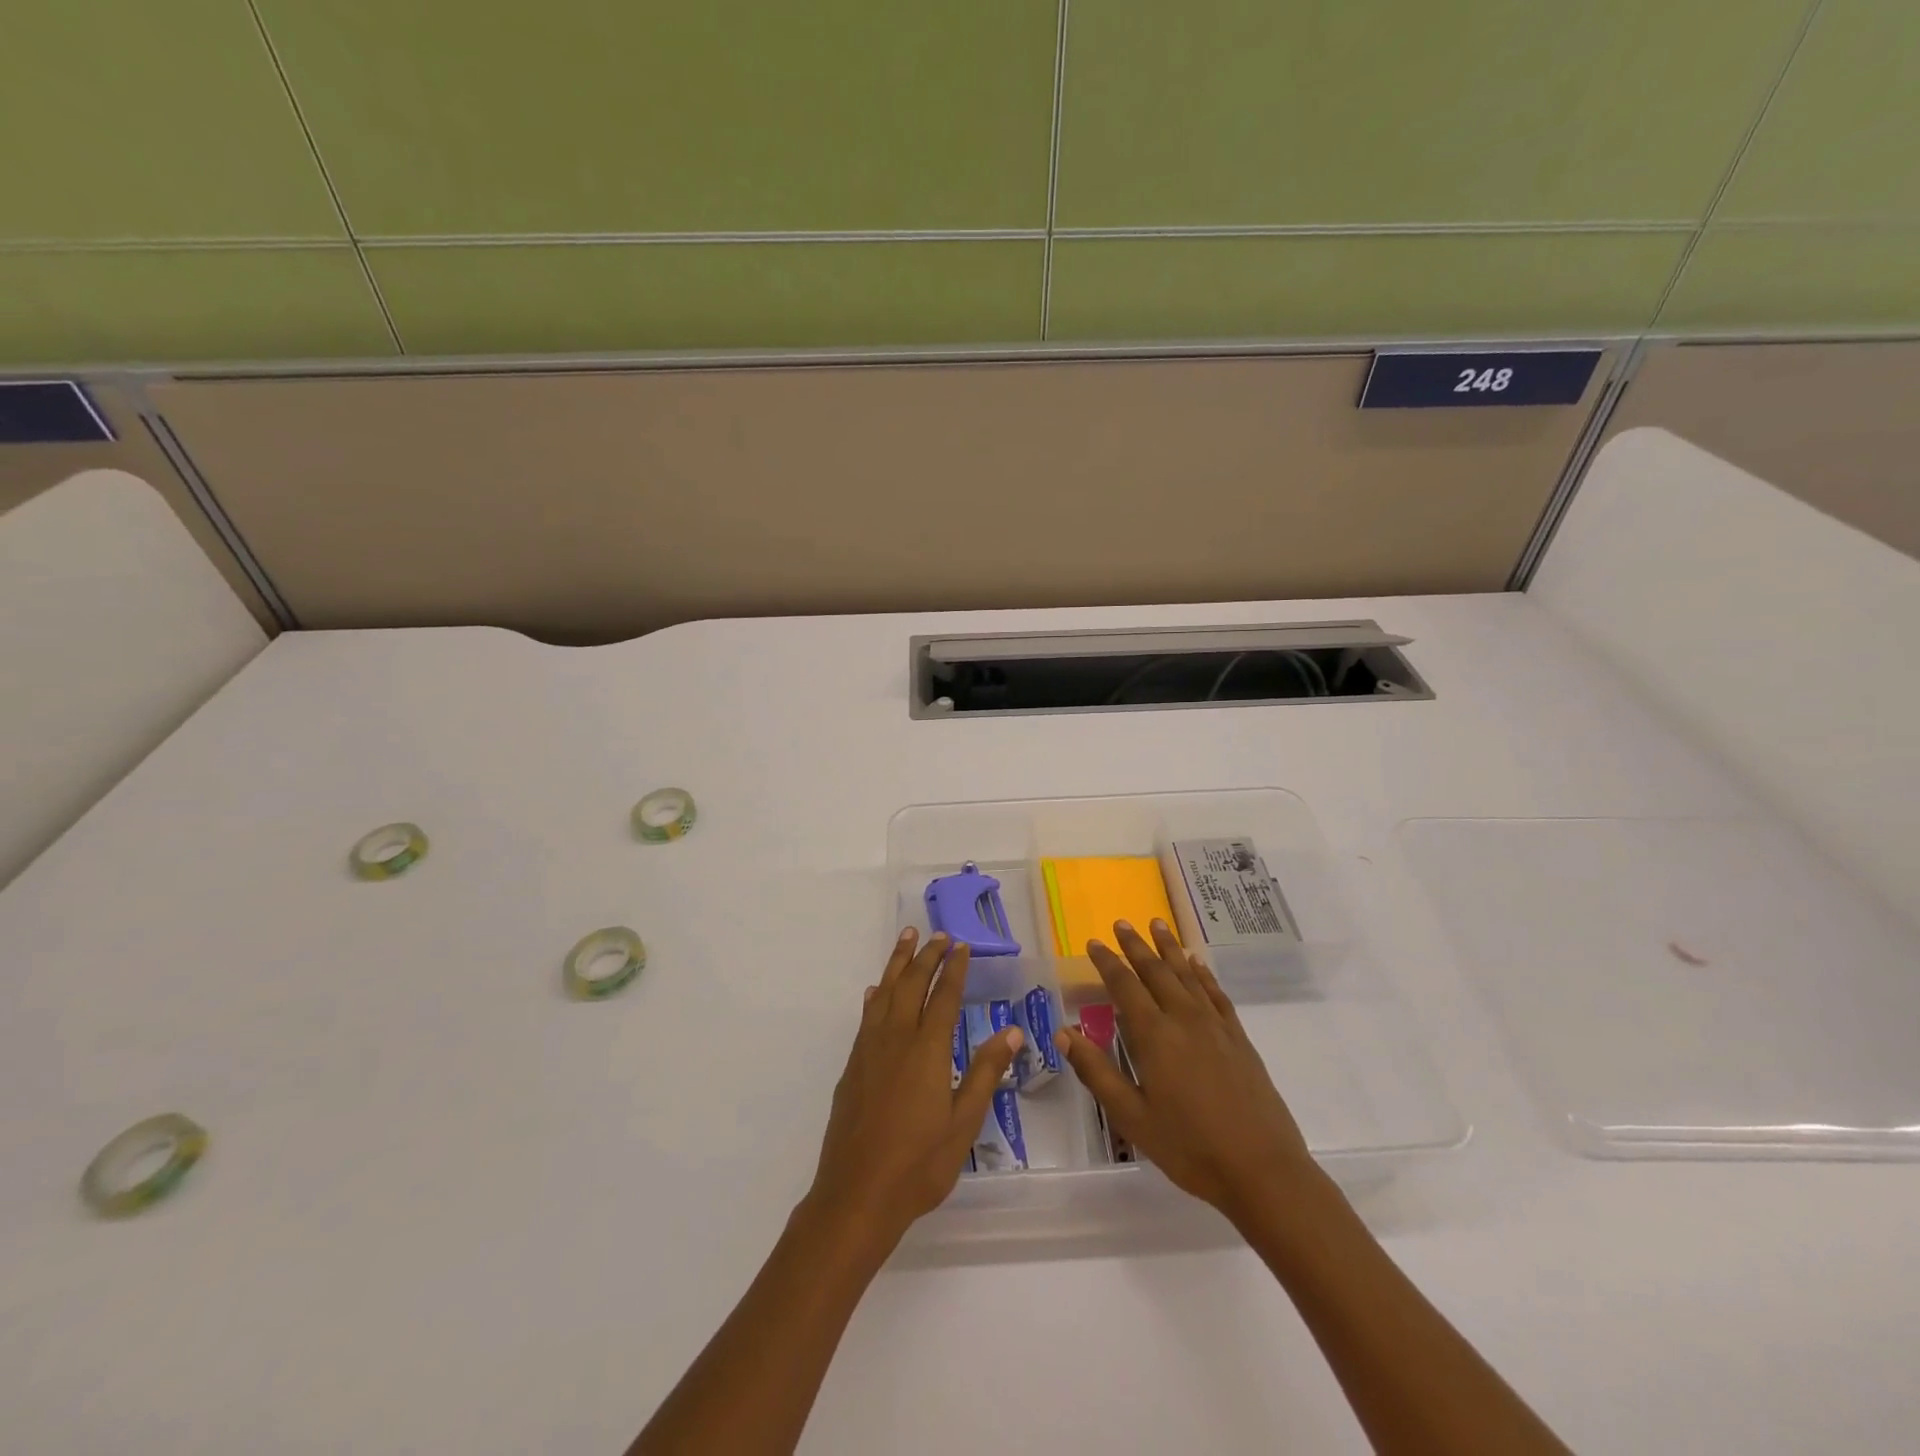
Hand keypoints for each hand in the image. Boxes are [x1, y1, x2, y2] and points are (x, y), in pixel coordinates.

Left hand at [807, 928, 1022, 1251]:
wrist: (856, 1195)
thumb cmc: (919, 1163)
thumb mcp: (964, 1123)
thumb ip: (985, 1072)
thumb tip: (1011, 1031)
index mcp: (927, 1049)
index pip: (943, 996)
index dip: (954, 968)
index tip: (961, 945)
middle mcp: (896, 1039)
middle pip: (911, 984)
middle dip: (926, 956)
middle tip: (937, 934)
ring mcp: (870, 1050)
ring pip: (885, 992)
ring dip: (897, 963)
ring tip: (906, 939)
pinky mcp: (853, 1066)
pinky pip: (867, 1016)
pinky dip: (876, 996)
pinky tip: (877, 991)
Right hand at [1057, 919, 1313, 1222]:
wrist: (1262, 1169)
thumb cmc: (1189, 1147)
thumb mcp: (1132, 1116)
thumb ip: (1096, 1072)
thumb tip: (1063, 1033)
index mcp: (1154, 1035)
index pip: (1124, 986)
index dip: (1107, 962)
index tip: (1093, 943)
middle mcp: (1184, 1018)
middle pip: (1156, 971)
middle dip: (1136, 945)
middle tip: (1121, 923)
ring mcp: (1215, 1025)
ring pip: (1187, 974)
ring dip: (1169, 947)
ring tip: (1157, 924)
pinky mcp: (1238, 1037)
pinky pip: (1216, 993)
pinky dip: (1203, 973)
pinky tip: (1197, 963)